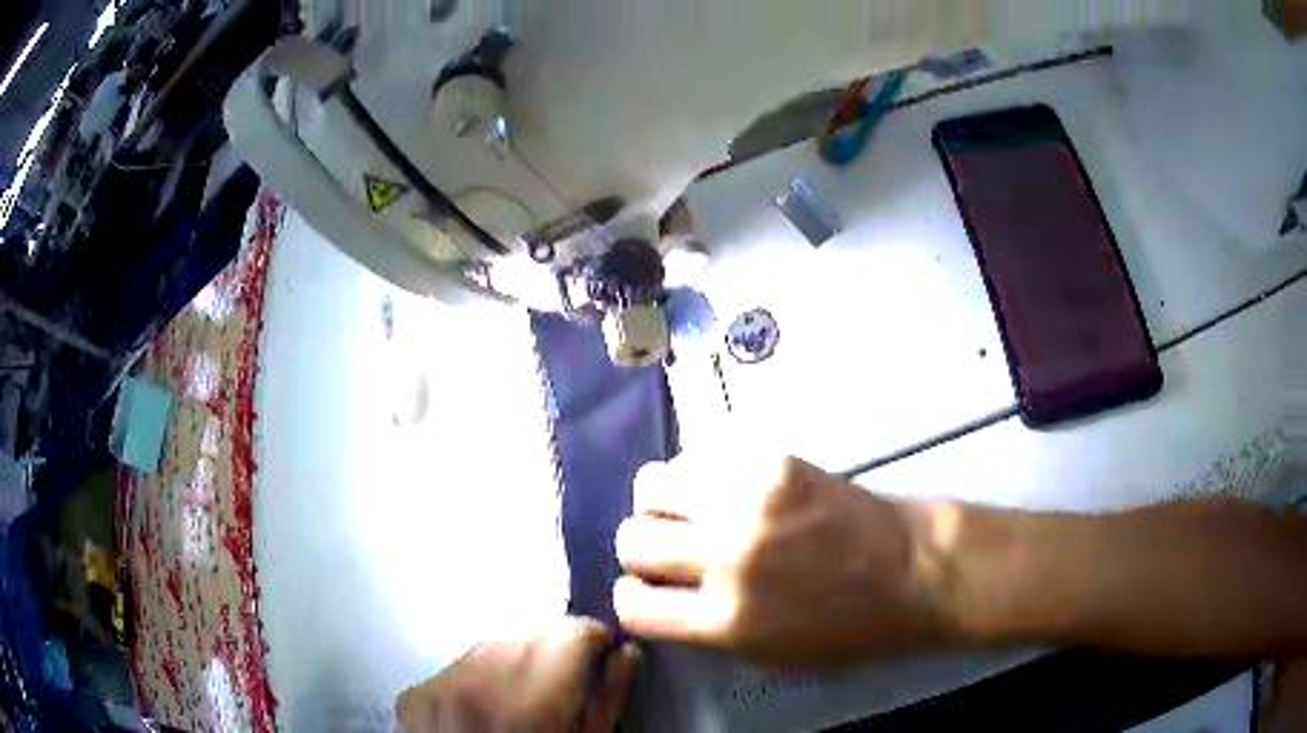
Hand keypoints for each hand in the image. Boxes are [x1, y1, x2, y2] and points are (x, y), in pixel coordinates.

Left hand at [396, 618, 640, 732]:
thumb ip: (609, 698)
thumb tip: (626, 652)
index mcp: (530, 704)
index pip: (566, 631)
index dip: (591, 635)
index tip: (600, 649)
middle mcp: (475, 685)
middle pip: (525, 631)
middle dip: (553, 644)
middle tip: (564, 673)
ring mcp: (436, 689)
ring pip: (488, 644)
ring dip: (514, 656)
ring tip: (522, 691)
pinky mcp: (412, 696)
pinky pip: (454, 666)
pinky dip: (476, 675)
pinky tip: (485, 704)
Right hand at [615, 454, 944, 664]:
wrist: (911, 569)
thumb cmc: (847, 627)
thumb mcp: (768, 656)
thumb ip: (705, 629)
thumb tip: (663, 597)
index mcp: (726, 620)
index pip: (632, 606)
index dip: (633, 600)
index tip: (651, 592)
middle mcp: (726, 557)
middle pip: (632, 540)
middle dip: (641, 550)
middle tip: (670, 549)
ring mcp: (748, 501)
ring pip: (652, 485)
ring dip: (661, 504)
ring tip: (688, 510)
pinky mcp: (771, 461)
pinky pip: (700, 456)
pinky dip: (698, 475)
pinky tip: (723, 488)